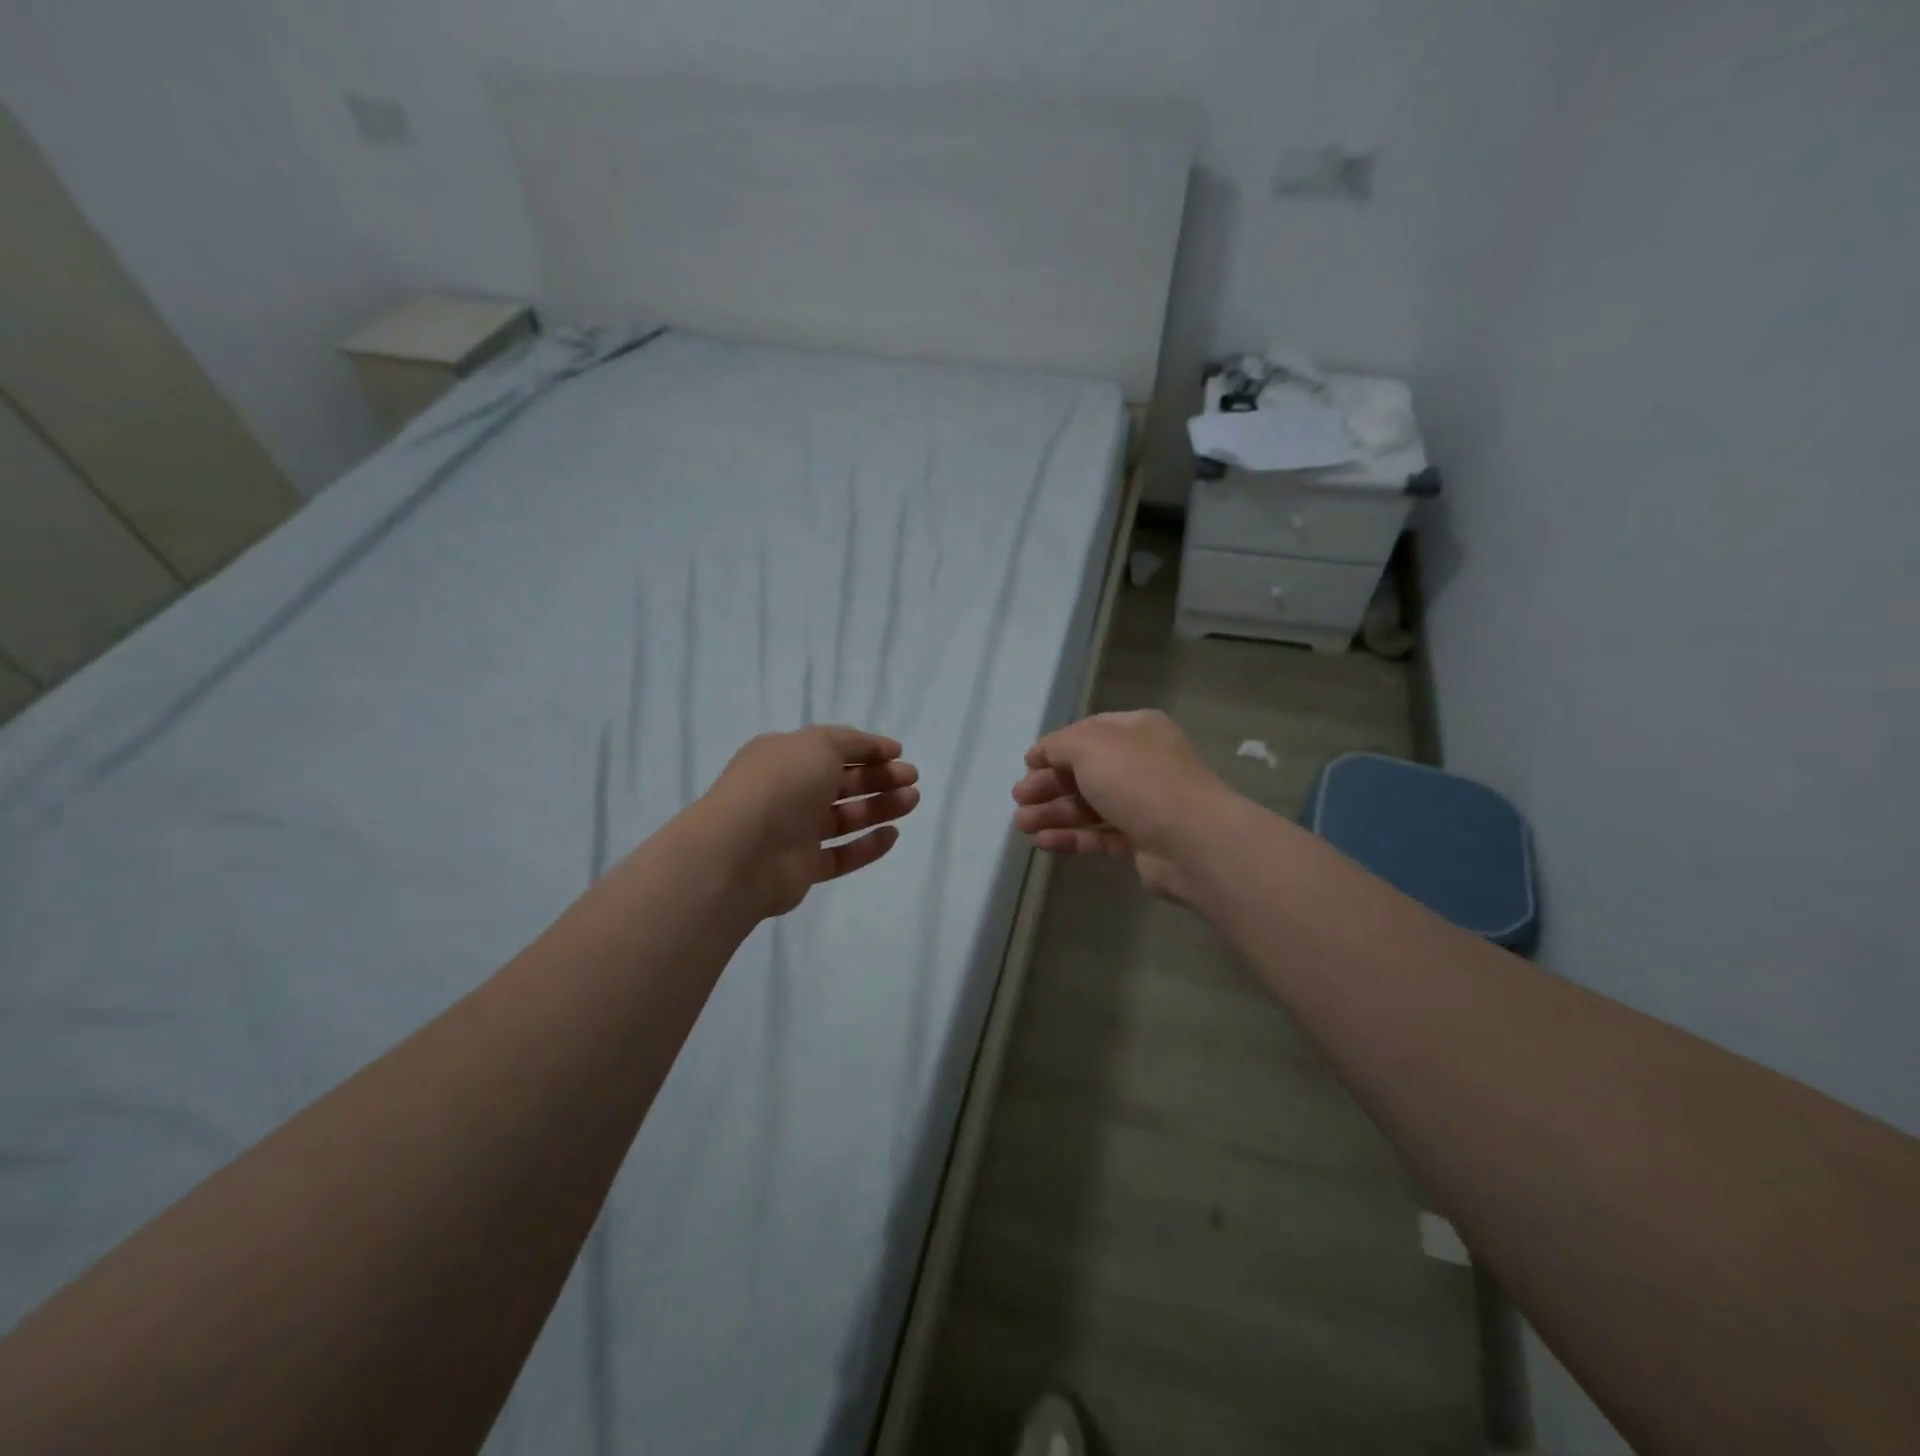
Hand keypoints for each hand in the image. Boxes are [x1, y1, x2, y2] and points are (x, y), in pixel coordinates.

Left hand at [698, 725, 920, 918]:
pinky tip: (893, 835)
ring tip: (912, 801)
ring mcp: (794, 832)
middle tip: (911, 778)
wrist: (742, 852)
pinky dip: (867, 845)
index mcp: (784, 757)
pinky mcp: (803, 868)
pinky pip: (841, 855)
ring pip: (844, 818)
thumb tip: (878, 748)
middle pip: (841, 783)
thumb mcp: (818, 745)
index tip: (899, 753)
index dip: (866, 749)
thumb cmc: (781, 785)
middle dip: (879, 778)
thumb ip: (852, 743)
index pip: (831, 749)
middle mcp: (788, 792)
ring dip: (879, 807)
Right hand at [1011, 710, 1235, 901]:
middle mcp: (1141, 764)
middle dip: (1048, 785)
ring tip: (1022, 826)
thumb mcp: (1089, 746)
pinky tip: (1043, 842)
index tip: (1026, 765)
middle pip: (1084, 772)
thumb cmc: (1137, 779)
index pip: (1087, 734)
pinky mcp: (1142, 842)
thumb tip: (1042, 754)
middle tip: (1018, 799)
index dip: (1054, 748)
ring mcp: (1144, 804)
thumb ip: (1059, 746)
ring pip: (1089, 806)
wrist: (1191, 839)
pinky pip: (1099, 836)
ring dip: (1053, 814)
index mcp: (1135, 731)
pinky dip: (1071, 838)